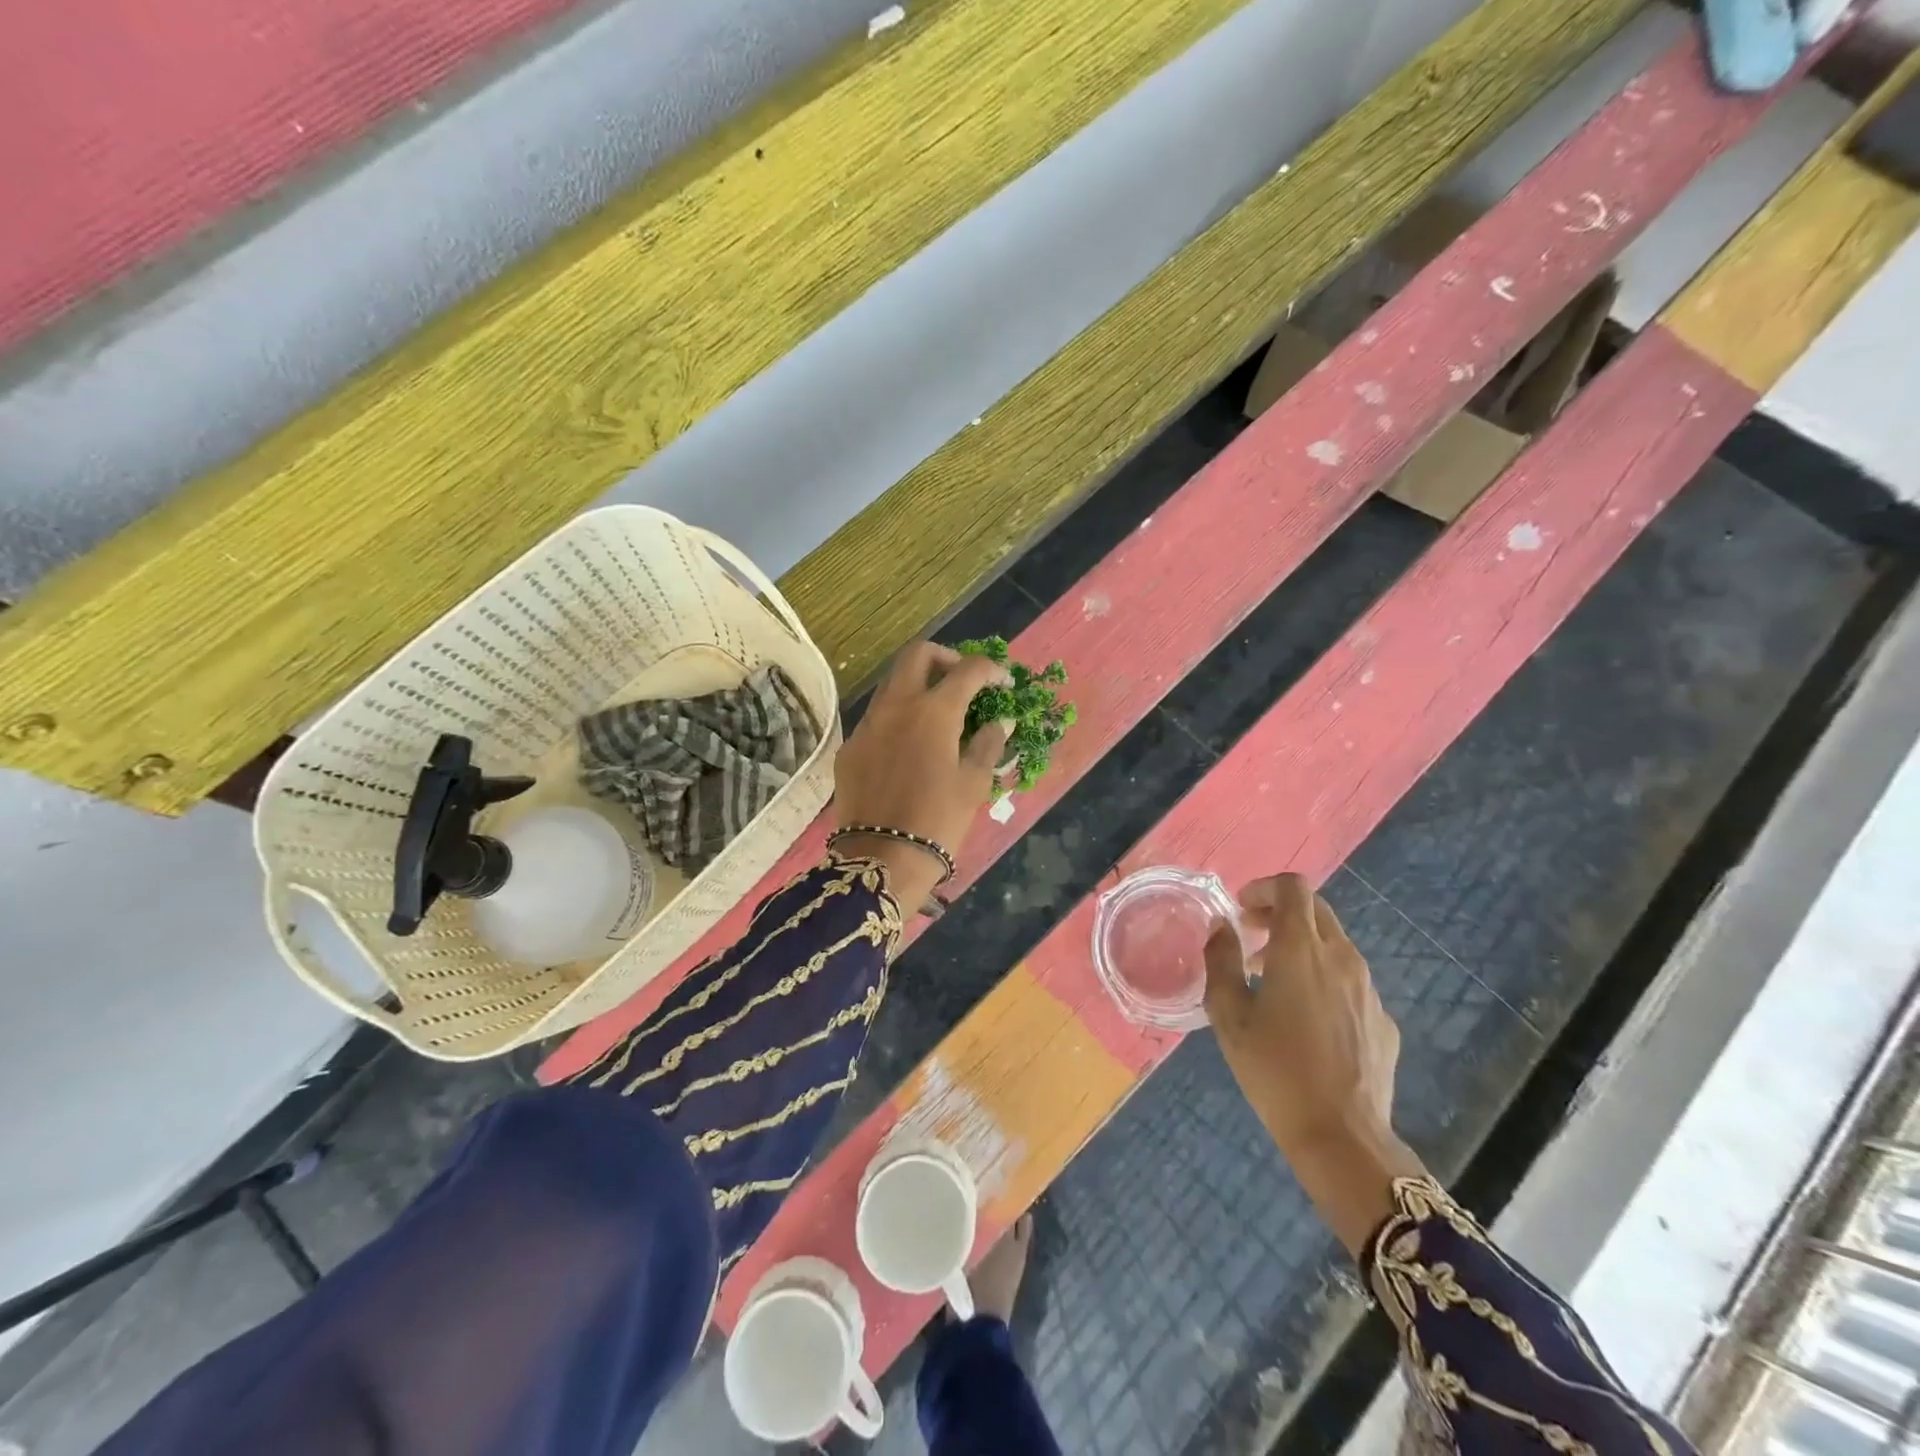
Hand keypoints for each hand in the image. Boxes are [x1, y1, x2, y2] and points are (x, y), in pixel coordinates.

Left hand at [834, 643, 1011, 909]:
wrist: (882, 859)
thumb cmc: (938, 821)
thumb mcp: (973, 783)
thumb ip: (988, 743)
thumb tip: (1000, 719)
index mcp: (933, 711)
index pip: (967, 670)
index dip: (990, 670)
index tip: (1003, 682)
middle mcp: (896, 706)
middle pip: (918, 654)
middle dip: (946, 658)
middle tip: (964, 681)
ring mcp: (867, 724)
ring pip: (892, 683)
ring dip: (918, 685)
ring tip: (939, 713)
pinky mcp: (850, 747)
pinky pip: (877, 718)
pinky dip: (899, 718)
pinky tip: (911, 747)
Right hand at [1203, 873, 1424, 1251]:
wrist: (1341, 1137)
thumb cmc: (1274, 1070)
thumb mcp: (1228, 1015)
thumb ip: (1220, 960)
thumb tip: (1222, 927)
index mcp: (1301, 950)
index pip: (1293, 887)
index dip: (1264, 888)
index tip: (1242, 911)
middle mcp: (1341, 958)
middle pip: (1316, 910)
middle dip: (1280, 913)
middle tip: (1251, 939)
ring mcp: (1369, 989)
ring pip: (1334, 946)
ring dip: (1301, 947)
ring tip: (1273, 983)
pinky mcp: (1383, 1020)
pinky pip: (1350, 982)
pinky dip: (1323, 980)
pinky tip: (1306, 1021)